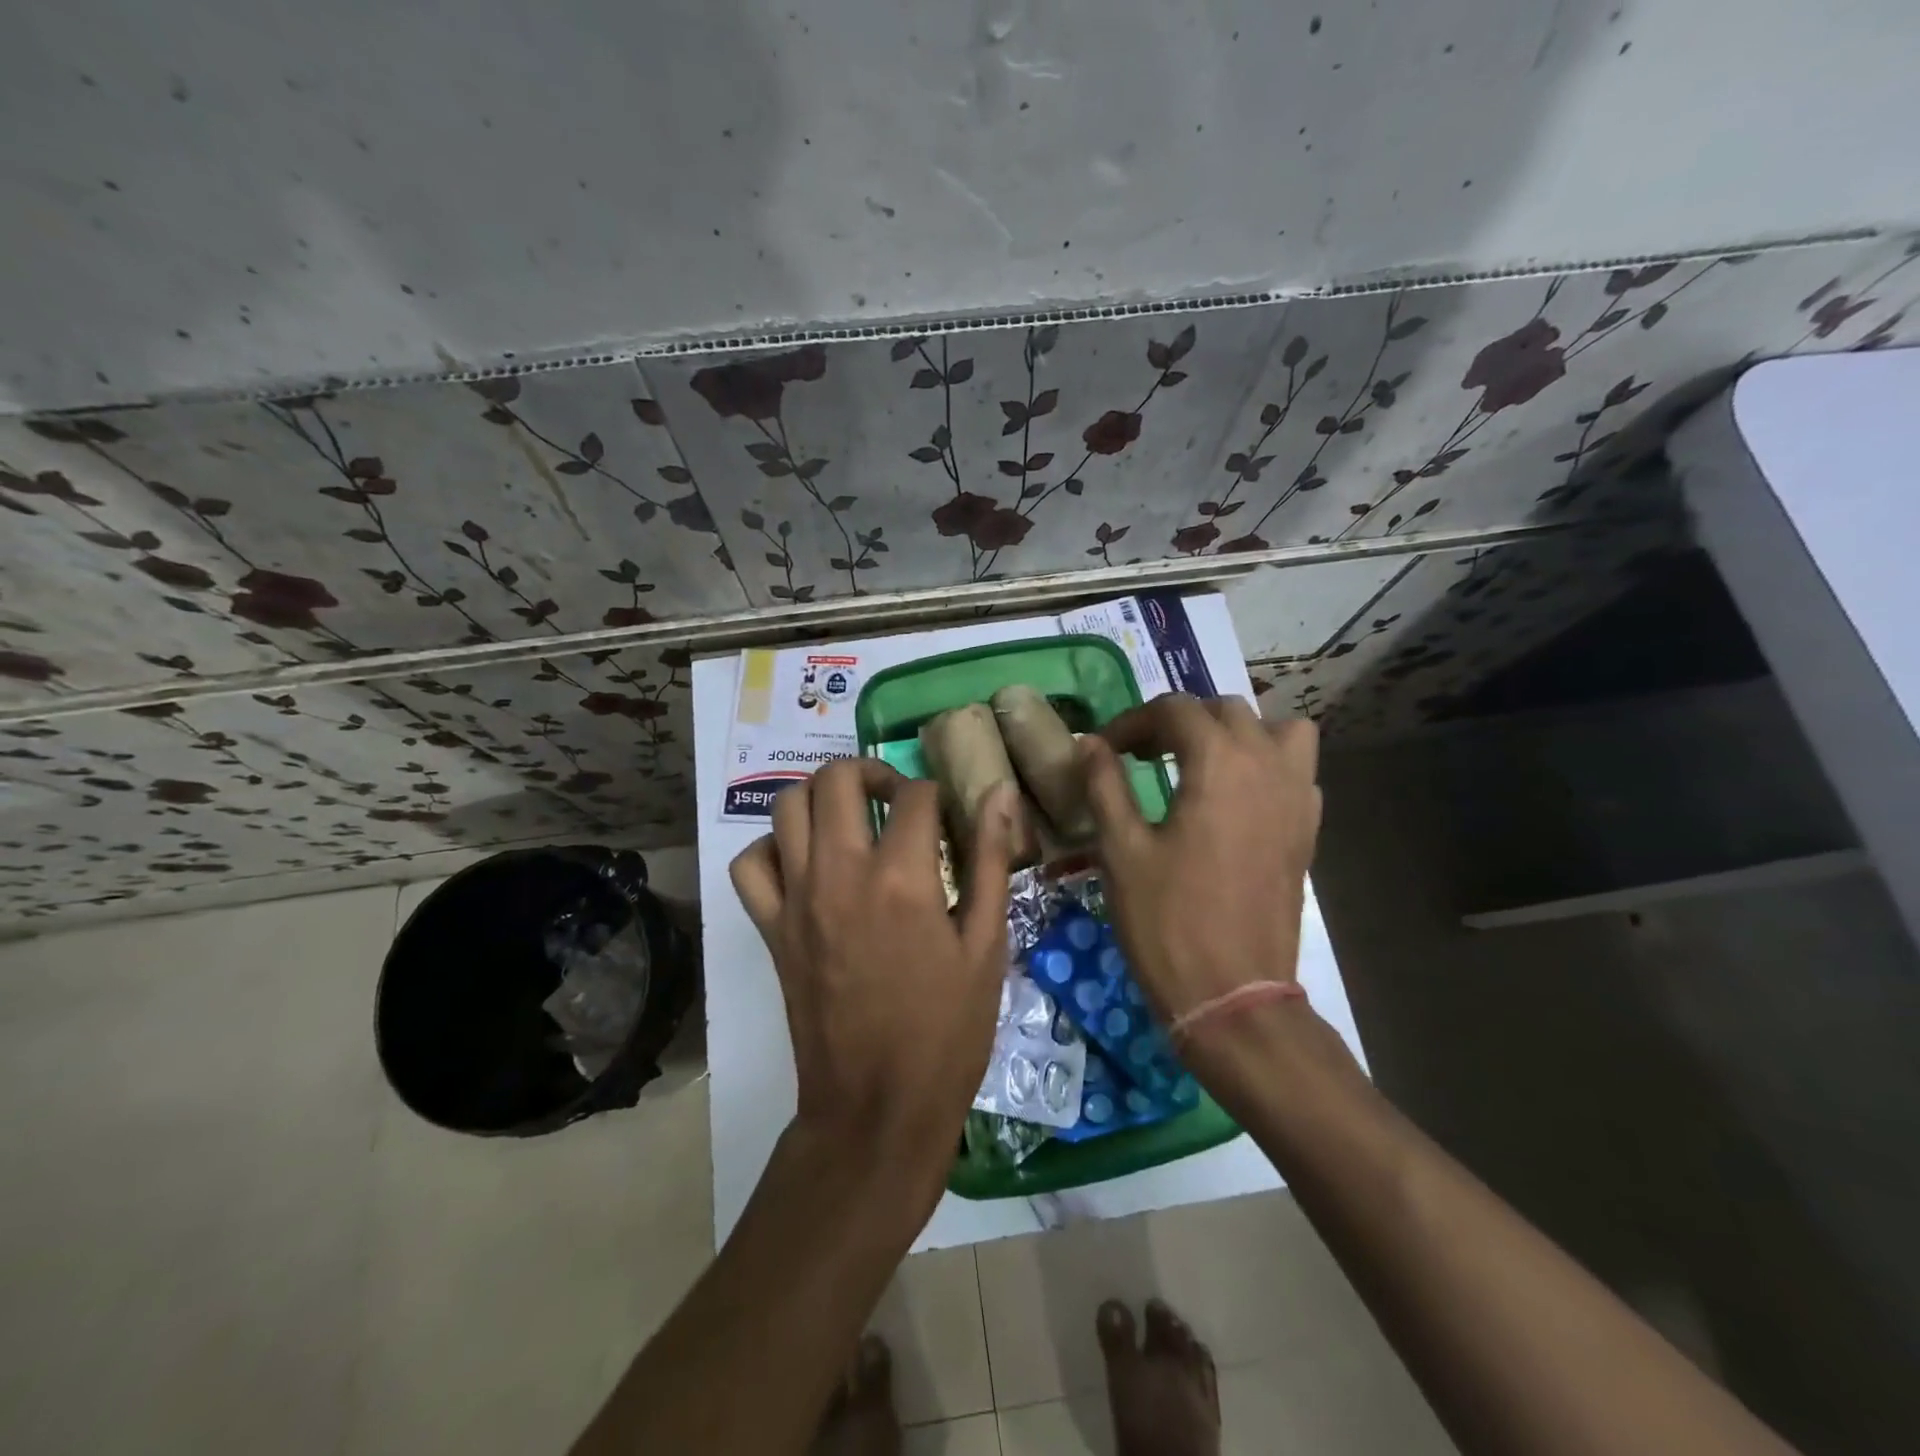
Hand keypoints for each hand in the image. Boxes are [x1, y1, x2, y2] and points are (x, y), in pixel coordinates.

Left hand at [729, 759, 1017, 1197]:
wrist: (876, 1108)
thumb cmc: (946, 1032)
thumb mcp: (987, 947)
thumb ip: (992, 862)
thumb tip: (1001, 794)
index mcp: (903, 878)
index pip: (916, 795)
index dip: (938, 796)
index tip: (949, 818)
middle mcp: (840, 873)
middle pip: (838, 778)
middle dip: (872, 772)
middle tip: (897, 798)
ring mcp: (796, 899)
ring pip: (787, 805)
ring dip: (821, 796)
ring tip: (852, 818)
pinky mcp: (770, 928)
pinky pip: (751, 864)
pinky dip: (774, 847)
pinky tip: (806, 863)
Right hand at [1081, 695, 1321, 1025]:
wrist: (1234, 995)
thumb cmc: (1168, 921)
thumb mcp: (1121, 849)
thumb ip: (1105, 784)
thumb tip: (1089, 743)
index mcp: (1219, 763)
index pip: (1175, 711)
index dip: (1133, 722)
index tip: (1105, 749)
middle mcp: (1267, 766)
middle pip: (1225, 711)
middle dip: (1179, 721)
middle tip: (1142, 754)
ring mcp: (1296, 798)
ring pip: (1277, 730)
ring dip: (1236, 732)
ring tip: (1201, 761)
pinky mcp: (1307, 830)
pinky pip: (1296, 770)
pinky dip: (1267, 764)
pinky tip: (1236, 797)